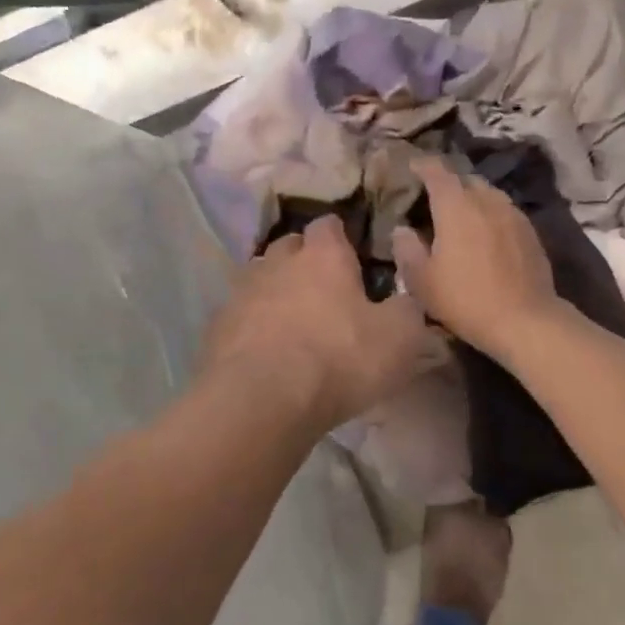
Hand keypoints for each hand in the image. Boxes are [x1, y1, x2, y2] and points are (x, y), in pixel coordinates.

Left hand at [201, 215, 433, 431]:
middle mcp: (277, 262)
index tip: (352, 257)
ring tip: (291, 321)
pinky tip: (263, 351)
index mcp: (323, 256)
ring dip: (275, 292)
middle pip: (289, 247)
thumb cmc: (339, 359)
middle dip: (304, 261)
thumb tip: (405, 300)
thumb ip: (407, 309)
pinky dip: (252, 326)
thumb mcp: (399, 337)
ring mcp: (241, 293)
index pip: (329, 225)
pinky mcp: (217, 327)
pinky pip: (239, 316)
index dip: (340, 238)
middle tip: (324, 290)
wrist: (262, 399)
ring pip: (260, 279)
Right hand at [392, 157, 564, 359]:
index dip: (422, 166)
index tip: (411, 167)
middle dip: (447, 183)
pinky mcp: (530, 232)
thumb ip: (406, 249)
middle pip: (464, 179)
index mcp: (456, 206)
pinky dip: (490, 214)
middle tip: (432, 198)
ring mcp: (512, 214)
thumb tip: (401, 229)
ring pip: (487, 194)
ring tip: (460, 215)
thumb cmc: (465, 299)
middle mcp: (486, 200)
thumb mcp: (421, 280)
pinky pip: (504, 211)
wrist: (524, 320)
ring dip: (471, 198)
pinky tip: (485, 234)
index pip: (436, 171)